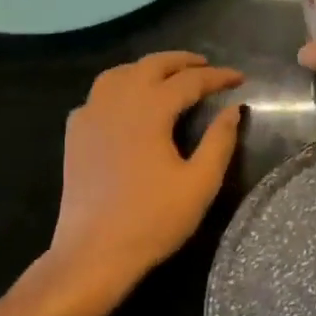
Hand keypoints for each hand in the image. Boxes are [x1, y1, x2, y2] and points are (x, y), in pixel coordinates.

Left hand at [43, 52, 243, 299]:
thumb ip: (219, 141)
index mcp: (150, 110)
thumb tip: (233, 109)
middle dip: (182, 61)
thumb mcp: (199, 183)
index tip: (240, 78)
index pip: (190, 81)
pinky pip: (97, 96)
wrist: (92, 254)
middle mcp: (117, 103)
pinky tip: (126, 105)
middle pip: (151, 65)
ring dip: (146, 68)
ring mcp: (90, 117)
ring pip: (119, 74)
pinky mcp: (75, 136)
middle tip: (206, 66)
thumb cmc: (152, 220)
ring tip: (167, 77)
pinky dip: (118, 88)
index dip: (218, 77)